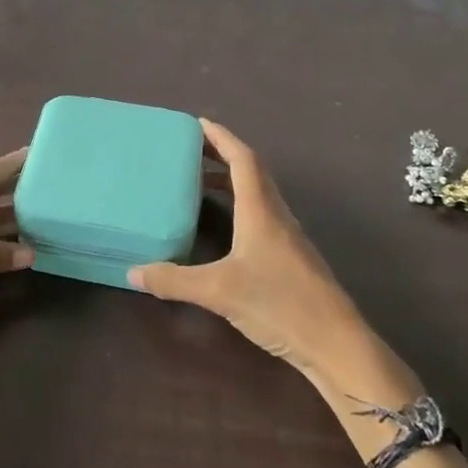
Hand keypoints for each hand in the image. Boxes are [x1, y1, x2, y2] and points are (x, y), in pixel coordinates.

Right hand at [129, 120, 413, 396]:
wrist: (336, 343)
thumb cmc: (280, 304)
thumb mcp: (219, 292)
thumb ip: (174, 280)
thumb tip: (132, 271)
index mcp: (261, 210)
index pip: (242, 159)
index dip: (220, 137)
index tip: (196, 123)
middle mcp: (276, 215)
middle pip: (251, 170)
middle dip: (221, 154)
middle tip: (188, 150)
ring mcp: (287, 236)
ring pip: (257, 193)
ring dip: (230, 179)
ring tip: (197, 181)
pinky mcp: (290, 256)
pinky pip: (260, 214)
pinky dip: (238, 205)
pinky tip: (223, 225)